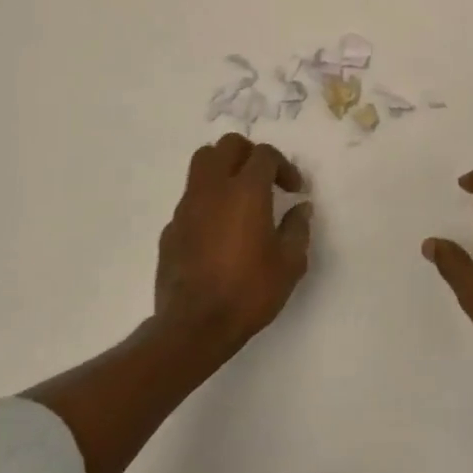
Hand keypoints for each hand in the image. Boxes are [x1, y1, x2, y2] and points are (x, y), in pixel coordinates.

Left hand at [156, 134, 311, 353]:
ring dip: (223, 170)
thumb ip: (298, 228)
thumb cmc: (249, 291)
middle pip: (227, 145)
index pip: (264, 154)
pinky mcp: (170, 228)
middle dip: (249, 154)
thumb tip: (301, 208)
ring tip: (239, 197)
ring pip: (201, 164)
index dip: (283, 165)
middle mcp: (213, 189)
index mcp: (246, 191)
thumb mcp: (290, 263)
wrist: (194, 326)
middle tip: (264, 179)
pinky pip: (190, 200)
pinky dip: (207, 202)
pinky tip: (218, 232)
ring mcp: (187, 207)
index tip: (293, 189)